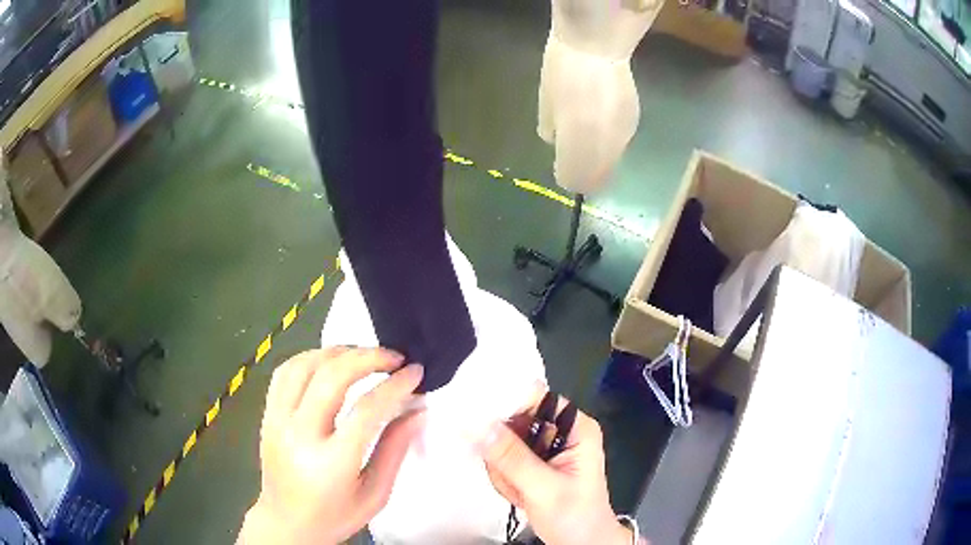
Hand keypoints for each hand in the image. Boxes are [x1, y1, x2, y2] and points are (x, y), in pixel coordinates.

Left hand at [239, 347, 424, 544]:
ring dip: (338, 352)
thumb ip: (394, 450)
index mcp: (331, 463)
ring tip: (364, 355)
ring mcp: (278, 421)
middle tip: (394, 358)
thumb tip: (418, 411)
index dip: (395, 385)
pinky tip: (329, 362)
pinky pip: (284, 372)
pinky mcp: (267, 415)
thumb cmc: (335, 516)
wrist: (286, 523)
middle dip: (368, 357)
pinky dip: (310, 358)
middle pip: (332, 377)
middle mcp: (300, 435)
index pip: (366, 410)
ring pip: (304, 366)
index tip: (415, 373)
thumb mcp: (375, 495)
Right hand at [480, 391, 637, 544]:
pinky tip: (518, 495)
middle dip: (503, 451)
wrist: (581, 543)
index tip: (477, 419)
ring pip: (503, 442)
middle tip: (510, 478)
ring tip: (520, 491)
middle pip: (513, 420)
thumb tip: (478, 425)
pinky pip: (502, 459)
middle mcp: (560, 431)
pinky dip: (504, 478)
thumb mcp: (544, 488)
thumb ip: (512, 458)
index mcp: (575, 427)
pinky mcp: (532, 463)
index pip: (535, 397)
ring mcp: (544, 448)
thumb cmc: (574, 516)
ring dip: (503, 470)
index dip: (505, 403)